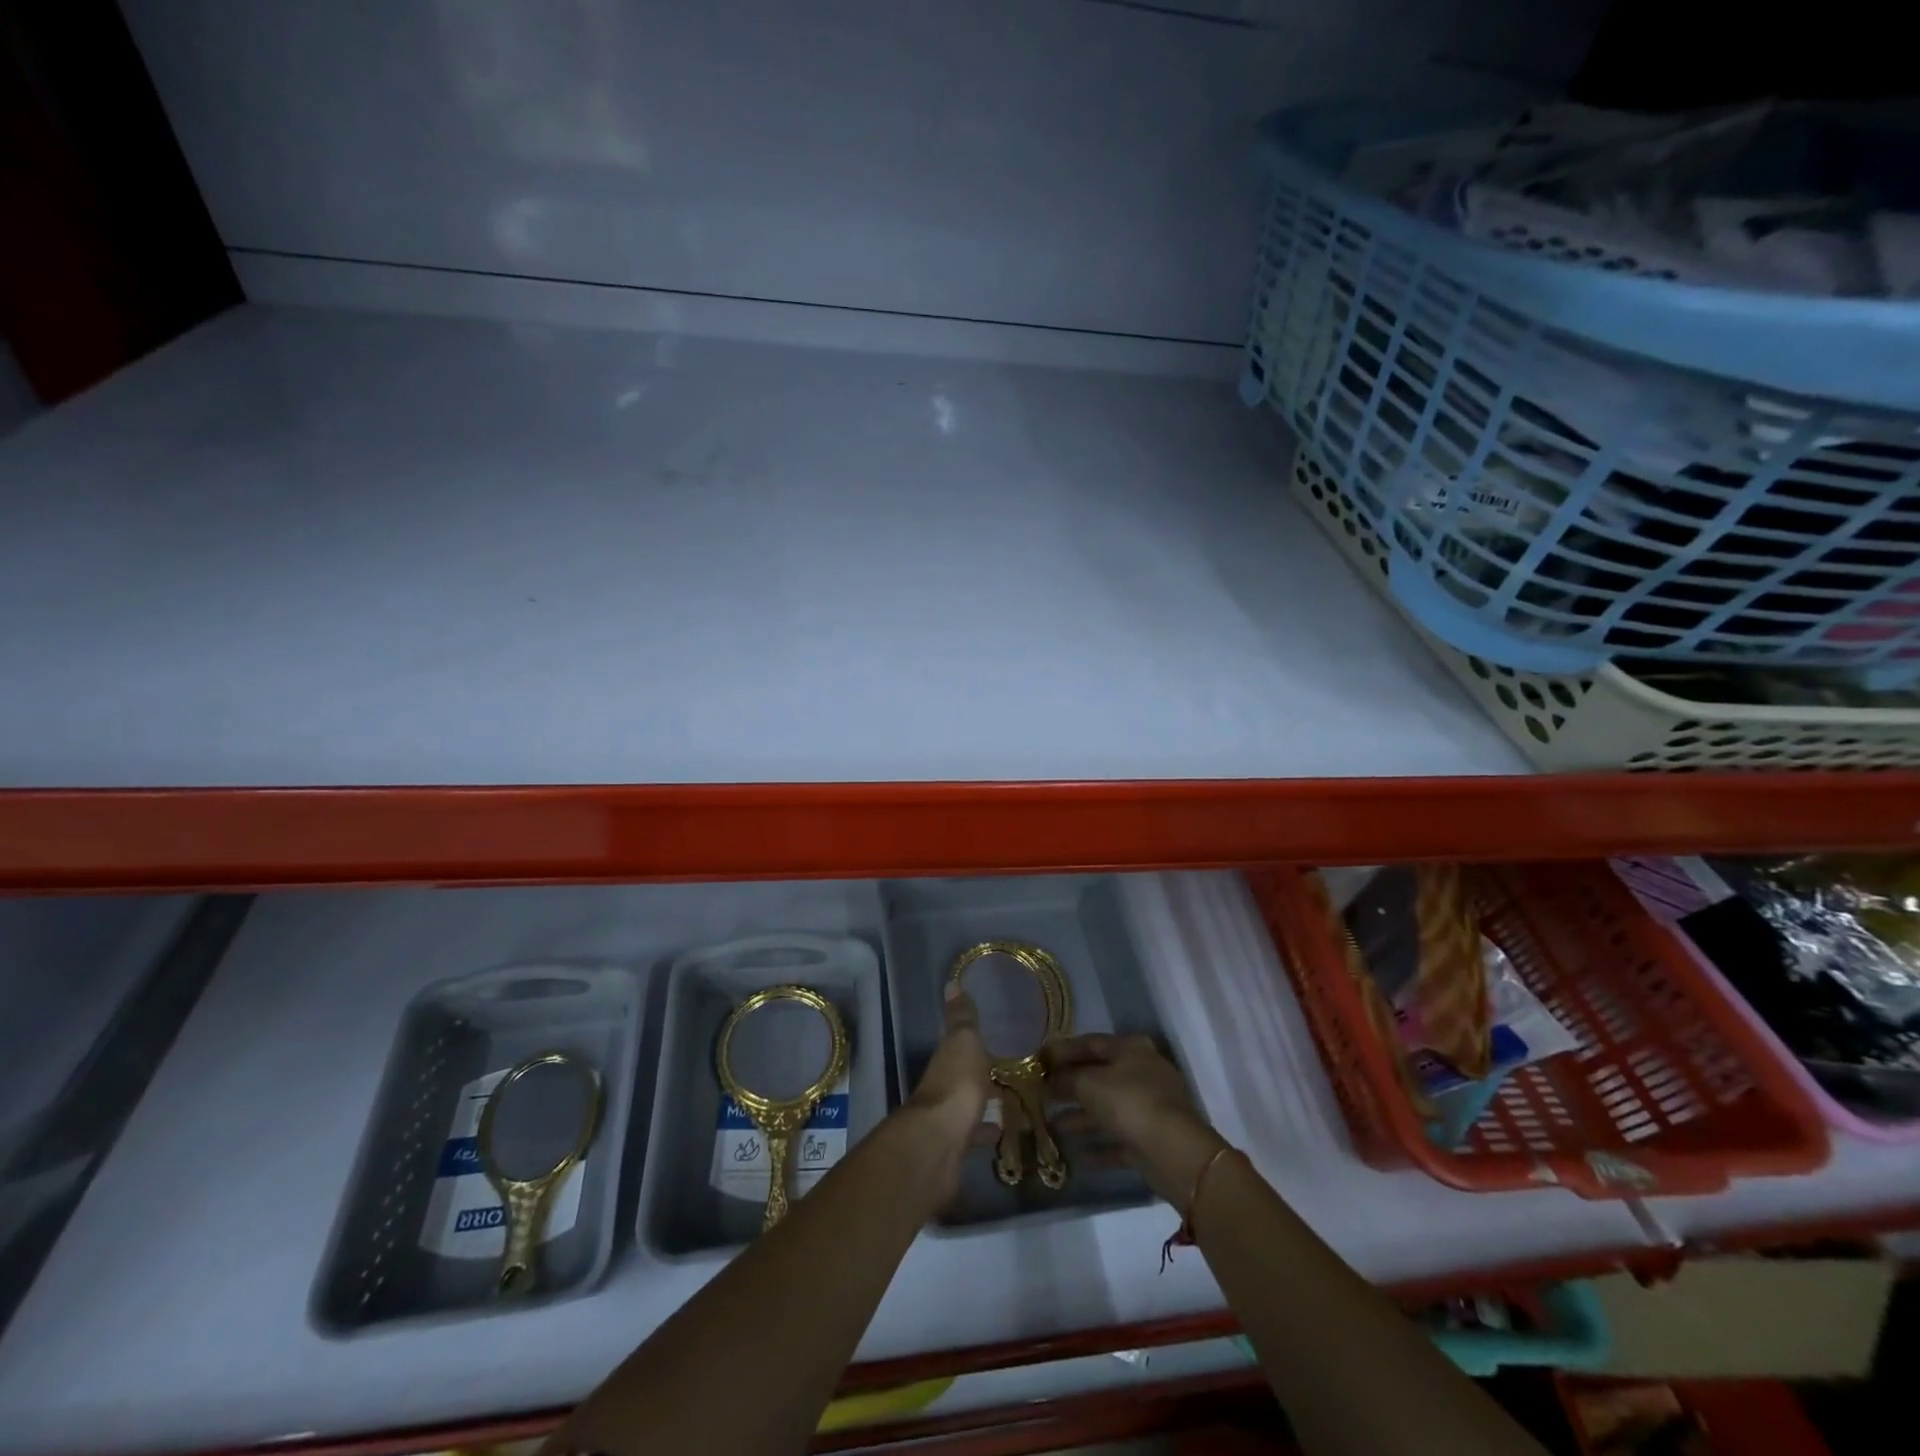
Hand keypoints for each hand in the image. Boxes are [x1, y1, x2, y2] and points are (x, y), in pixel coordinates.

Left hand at [903, 986, 992, 1199]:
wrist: (940, 1143)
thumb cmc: (956, 1084)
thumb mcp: (964, 1042)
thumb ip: (962, 1017)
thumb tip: (950, 982)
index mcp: (945, 1059)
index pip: (958, 1046)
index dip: (974, 1043)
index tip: (996, 1040)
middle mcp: (942, 1086)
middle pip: (963, 1077)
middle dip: (982, 1075)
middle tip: (1011, 1073)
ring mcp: (947, 1118)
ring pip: (969, 1106)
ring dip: (985, 1103)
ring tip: (1015, 1102)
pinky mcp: (955, 1147)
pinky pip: (974, 1134)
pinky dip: (986, 1131)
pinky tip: (1004, 1134)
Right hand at [1047, 1033, 1225, 1205]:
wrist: (1176, 1153)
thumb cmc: (1129, 1103)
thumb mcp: (1089, 1084)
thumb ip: (1065, 1079)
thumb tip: (1048, 1081)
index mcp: (1130, 1049)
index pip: (1090, 1043)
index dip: (1062, 1051)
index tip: (1038, 1062)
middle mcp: (1142, 1073)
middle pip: (1098, 1076)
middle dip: (1069, 1086)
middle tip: (1040, 1095)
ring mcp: (1149, 1107)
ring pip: (1107, 1109)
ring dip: (1080, 1118)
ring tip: (1050, 1127)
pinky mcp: (1151, 1140)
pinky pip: (1118, 1139)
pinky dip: (1098, 1146)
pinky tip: (1075, 1156)